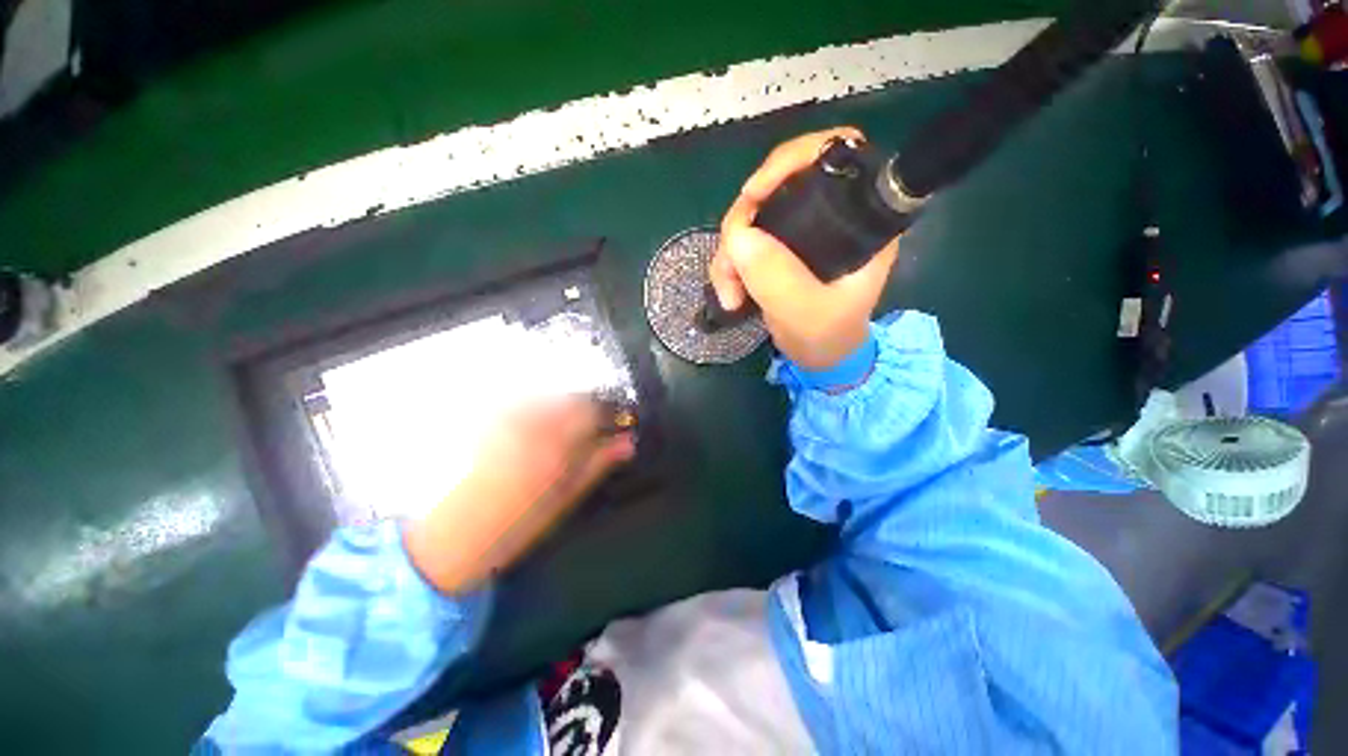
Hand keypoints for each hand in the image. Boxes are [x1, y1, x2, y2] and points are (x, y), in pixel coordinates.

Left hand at [403, 396, 633, 593]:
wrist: (449, 539)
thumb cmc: (514, 527)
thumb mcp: (564, 499)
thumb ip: (597, 464)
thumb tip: (628, 443)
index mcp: (554, 444)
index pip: (594, 411)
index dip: (612, 412)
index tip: (621, 422)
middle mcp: (530, 422)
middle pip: (572, 398)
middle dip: (591, 407)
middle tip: (597, 425)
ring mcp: (507, 418)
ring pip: (550, 396)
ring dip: (567, 405)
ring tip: (571, 426)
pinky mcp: (489, 420)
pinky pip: (524, 401)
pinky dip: (542, 406)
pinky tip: (541, 424)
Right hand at [708, 127, 898, 370]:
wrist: (819, 357)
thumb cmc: (827, 337)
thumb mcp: (805, 312)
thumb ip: (777, 277)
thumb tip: (739, 235)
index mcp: (859, 221)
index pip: (837, 153)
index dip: (794, 158)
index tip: (755, 193)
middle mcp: (830, 216)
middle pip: (777, 186)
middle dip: (743, 223)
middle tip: (731, 266)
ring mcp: (799, 232)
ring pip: (751, 216)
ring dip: (729, 253)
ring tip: (729, 294)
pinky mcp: (777, 248)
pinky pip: (742, 240)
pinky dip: (729, 264)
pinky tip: (729, 293)